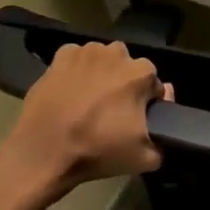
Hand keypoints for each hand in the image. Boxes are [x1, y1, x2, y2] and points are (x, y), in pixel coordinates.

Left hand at [0, 41, 169, 203]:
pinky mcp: (60, 56)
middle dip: (124, 86)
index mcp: (141, 72)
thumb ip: (165, 139)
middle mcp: (117, 53)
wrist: (43, 152)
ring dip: (101, 76)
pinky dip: (76, 72)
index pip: (154, 85)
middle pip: (128, 69)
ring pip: (103, 62)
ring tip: (88, 104)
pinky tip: (70, 93)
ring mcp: (86, 51)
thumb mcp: (145, 158)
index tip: (136, 122)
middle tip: (111, 114)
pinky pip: (77, 60)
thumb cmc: (98, 150)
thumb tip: (163, 118)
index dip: (147, 104)